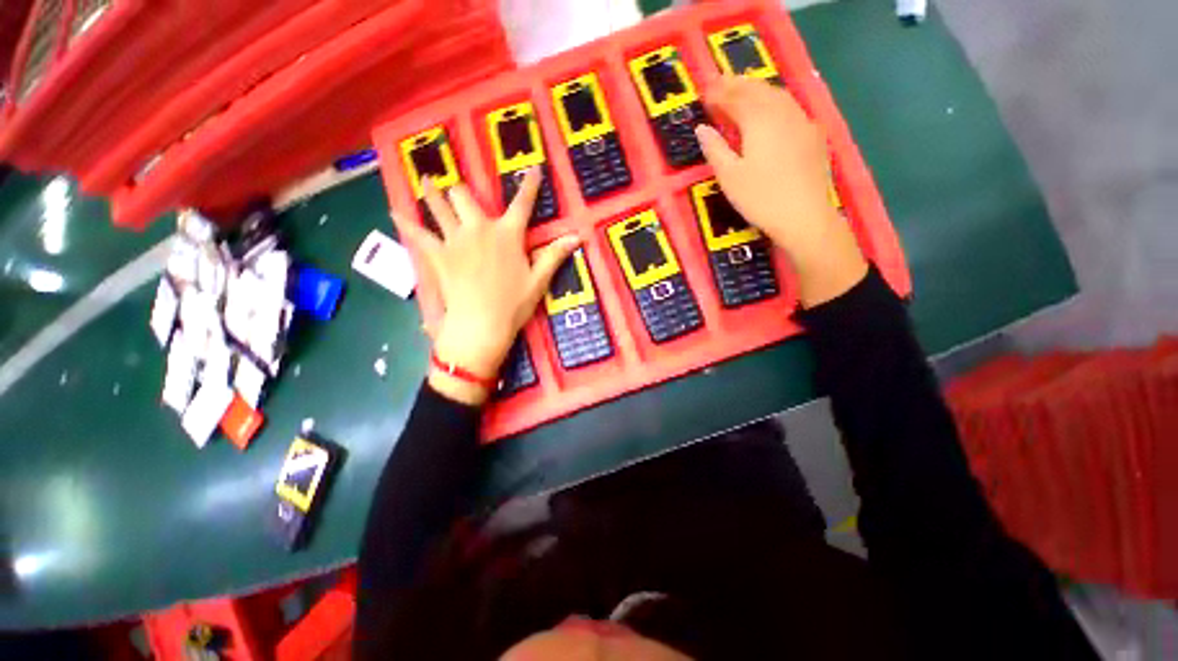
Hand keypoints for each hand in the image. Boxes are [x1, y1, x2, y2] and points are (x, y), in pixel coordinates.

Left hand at [401, 168, 579, 404]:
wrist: (482, 323)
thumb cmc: (514, 303)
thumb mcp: (539, 280)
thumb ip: (555, 255)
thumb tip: (578, 237)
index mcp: (507, 234)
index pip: (523, 204)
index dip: (530, 186)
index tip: (533, 169)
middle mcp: (479, 229)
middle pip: (467, 197)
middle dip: (464, 191)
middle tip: (460, 189)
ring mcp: (455, 240)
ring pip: (440, 207)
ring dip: (433, 193)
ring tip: (427, 179)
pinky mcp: (438, 255)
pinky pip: (418, 235)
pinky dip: (406, 223)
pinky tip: (394, 212)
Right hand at [694, 75, 867, 306]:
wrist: (804, 216)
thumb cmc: (760, 198)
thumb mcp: (729, 177)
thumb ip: (715, 149)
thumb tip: (701, 128)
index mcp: (759, 120)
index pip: (736, 98)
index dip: (719, 93)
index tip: (704, 91)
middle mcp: (782, 113)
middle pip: (758, 90)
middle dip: (738, 85)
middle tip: (721, 83)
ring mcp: (802, 122)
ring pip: (778, 96)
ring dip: (758, 90)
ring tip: (743, 91)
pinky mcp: (813, 135)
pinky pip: (791, 108)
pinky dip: (775, 102)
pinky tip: (772, 111)